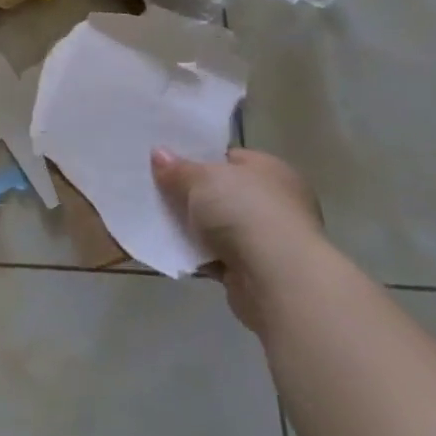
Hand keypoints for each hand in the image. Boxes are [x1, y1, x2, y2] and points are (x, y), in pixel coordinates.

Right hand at [152, 147, 324, 331]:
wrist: (278, 281)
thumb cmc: (245, 213)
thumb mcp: (202, 179)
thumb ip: (178, 169)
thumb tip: (159, 154)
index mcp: (270, 170)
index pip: (230, 158)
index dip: (199, 159)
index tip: (168, 163)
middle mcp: (275, 202)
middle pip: (223, 193)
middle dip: (193, 195)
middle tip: (157, 191)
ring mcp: (268, 239)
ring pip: (219, 227)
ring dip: (194, 228)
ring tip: (157, 220)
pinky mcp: (257, 272)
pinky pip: (218, 256)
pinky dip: (199, 255)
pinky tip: (172, 250)